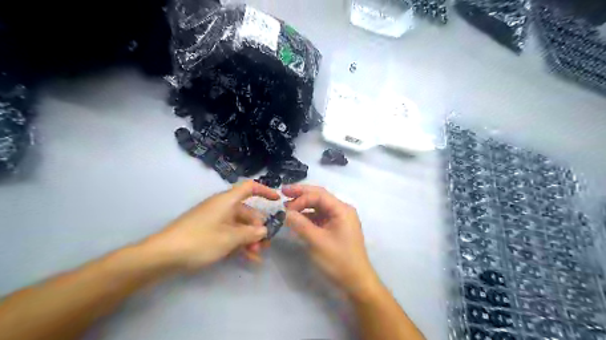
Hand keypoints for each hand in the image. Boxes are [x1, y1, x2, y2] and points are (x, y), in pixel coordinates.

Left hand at [145, 181, 279, 270]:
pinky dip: (238, 243)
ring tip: (257, 255)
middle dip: (258, 228)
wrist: (163, 255)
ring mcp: (214, 219)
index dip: (265, 191)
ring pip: (239, 225)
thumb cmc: (200, 240)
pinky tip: (247, 258)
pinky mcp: (208, 231)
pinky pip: (229, 233)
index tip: (277, 200)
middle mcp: (222, 207)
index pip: (249, 187)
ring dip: (249, 239)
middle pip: (247, 211)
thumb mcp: (230, 238)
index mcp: (227, 201)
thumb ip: (250, 233)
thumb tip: (264, 230)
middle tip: (265, 245)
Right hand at [284, 185, 377, 295]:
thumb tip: (285, 212)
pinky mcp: (336, 228)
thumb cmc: (339, 260)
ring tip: (287, 207)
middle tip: (283, 192)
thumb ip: (300, 224)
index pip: (319, 195)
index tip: (286, 208)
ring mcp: (339, 219)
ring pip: (319, 207)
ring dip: (303, 206)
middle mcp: (342, 210)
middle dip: (301, 194)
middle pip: (319, 197)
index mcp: (342, 209)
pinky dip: (308, 217)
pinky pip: (320, 217)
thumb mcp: (317, 242)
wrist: (356, 282)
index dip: (301, 198)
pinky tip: (297, 219)